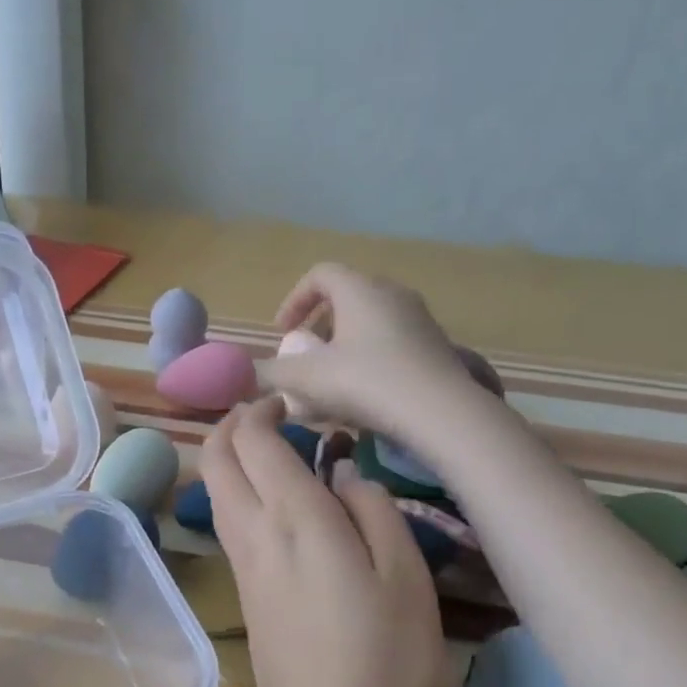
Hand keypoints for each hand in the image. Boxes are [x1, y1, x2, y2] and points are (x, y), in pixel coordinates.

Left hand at [202, 396, 445, 686]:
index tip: (291, 402)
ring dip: (230, 457)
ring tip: (273, 450)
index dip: (262, 410)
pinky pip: (227, 520)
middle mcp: (254, 532)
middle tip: (270, 415)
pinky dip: (237, 490)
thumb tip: (345, 472)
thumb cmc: (384, 658)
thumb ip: (373, 509)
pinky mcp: (243, 590)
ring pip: (215, 490)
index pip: (253, 441)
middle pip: (216, 459)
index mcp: (294, 517)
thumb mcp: (403, 576)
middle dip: (232, 425)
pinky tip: (276, 501)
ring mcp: (241, 563)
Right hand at [258, 263, 497, 443]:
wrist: (441, 413)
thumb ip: (270, 373)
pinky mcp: (437, 345)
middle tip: (307, 354)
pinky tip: (367, 392)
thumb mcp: (307, 379)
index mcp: (359, 289)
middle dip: (320, 323)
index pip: (319, 274)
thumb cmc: (366, 383)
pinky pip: (394, 340)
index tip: (283, 333)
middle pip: (347, 295)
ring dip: (346, 342)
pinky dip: (371, 356)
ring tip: (334, 377)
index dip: (294, 300)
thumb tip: (246, 374)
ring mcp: (420, 318)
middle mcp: (392, 293)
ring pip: (372, 319)